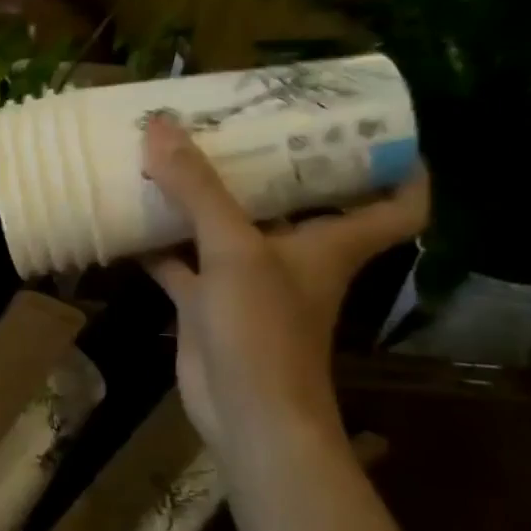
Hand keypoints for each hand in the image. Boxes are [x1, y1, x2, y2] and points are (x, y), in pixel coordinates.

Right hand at [140, 114, 427, 455]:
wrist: (244, 413)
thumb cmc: (263, 328)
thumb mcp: (234, 248)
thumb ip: (198, 188)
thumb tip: (161, 126)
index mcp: (328, 242)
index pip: (396, 204)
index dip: (401, 167)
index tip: (377, 129)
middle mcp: (293, 256)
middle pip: (297, 202)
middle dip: (271, 163)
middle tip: (240, 118)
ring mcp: (247, 281)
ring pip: (228, 228)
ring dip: (203, 199)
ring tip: (172, 154)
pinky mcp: (207, 304)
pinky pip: (181, 262)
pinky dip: (158, 242)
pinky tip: (129, 216)